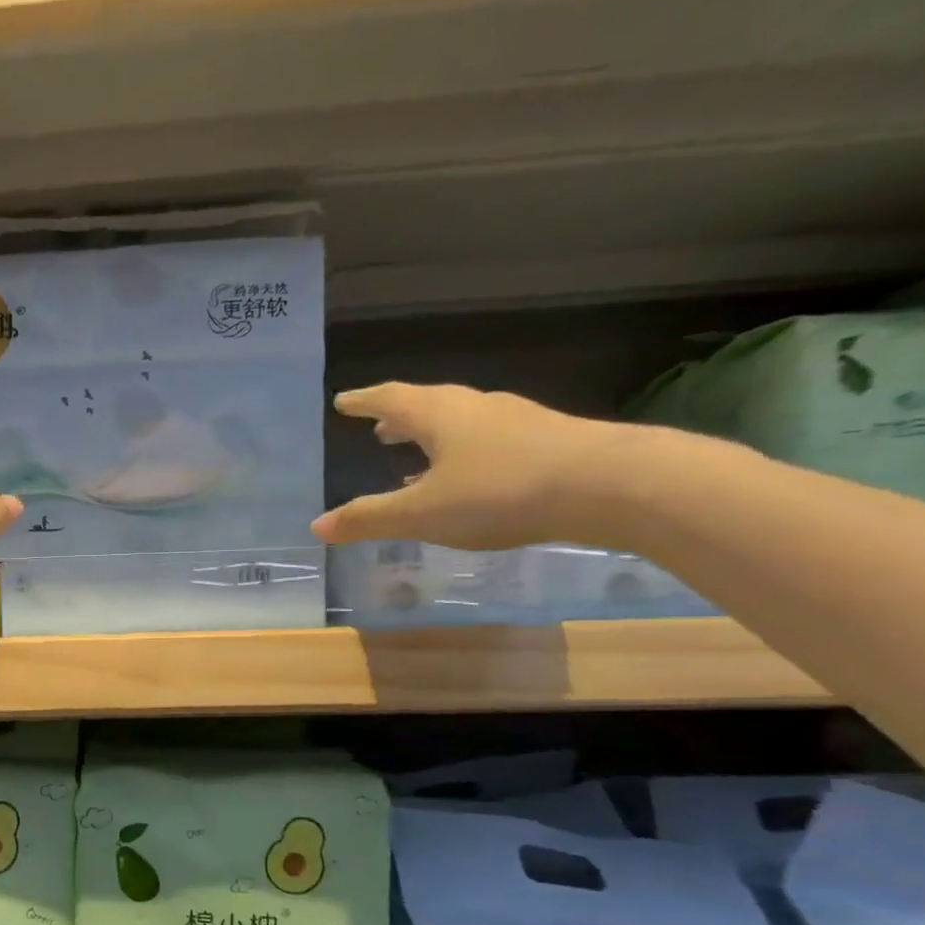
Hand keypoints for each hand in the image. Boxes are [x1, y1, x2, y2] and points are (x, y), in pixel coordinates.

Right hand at [311, 382, 629, 550]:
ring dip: (431, 437)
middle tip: (377, 427)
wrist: (608, 485)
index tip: (344, 401)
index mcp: (440, 415)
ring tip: (412, 457)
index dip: (364, 401)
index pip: (391, 399)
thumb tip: (316, 526)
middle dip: (398, 417)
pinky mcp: (545, 442)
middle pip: (428, 406)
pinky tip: (464, 480)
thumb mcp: (422, 512)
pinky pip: (487, 442)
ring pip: (460, 424)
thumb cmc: (500, 492)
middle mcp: (476, 409)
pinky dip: (462, 454)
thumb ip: (369, 518)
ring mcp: (515, 422)